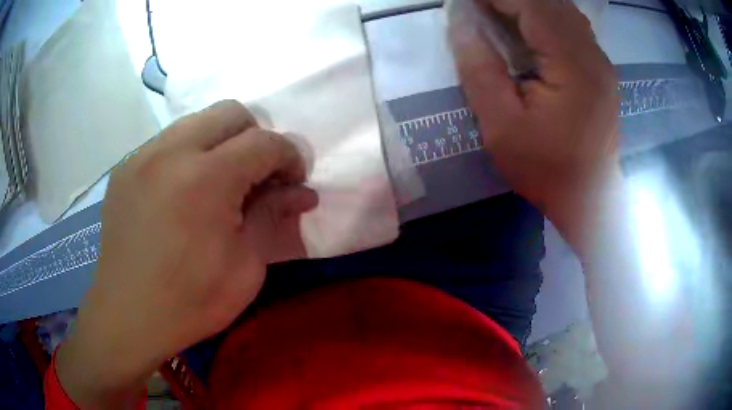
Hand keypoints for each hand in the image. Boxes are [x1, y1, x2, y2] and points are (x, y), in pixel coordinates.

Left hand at [56, 100, 317, 407]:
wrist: (128, 317)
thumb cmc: (191, 302)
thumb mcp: (246, 267)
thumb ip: (273, 216)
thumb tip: (302, 192)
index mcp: (205, 179)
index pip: (264, 142)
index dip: (290, 157)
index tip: (293, 182)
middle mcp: (170, 151)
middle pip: (230, 112)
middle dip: (255, 137)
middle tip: (256, 175)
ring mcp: (141, 156)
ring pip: (196, 121)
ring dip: (219, 143)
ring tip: (218, 183)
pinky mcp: (124, 168)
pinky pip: (166, 143)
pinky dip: (186, 155)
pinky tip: (182, 193)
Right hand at [448, 0, 619, 226]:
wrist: (591, 200)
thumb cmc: (547, 170)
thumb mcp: (501, 127)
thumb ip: (479, 70)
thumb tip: (460, 23)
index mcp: (572, 65)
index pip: (532, 5)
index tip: (467, 2)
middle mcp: (593, 55)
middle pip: (551, 2)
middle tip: (480, 8)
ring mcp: (601, 62)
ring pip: (564, 10)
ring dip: (530, 4)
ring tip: (499, 12)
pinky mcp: (601, 71)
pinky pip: (573, 26)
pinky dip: (547, 17)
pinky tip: (529, 27)